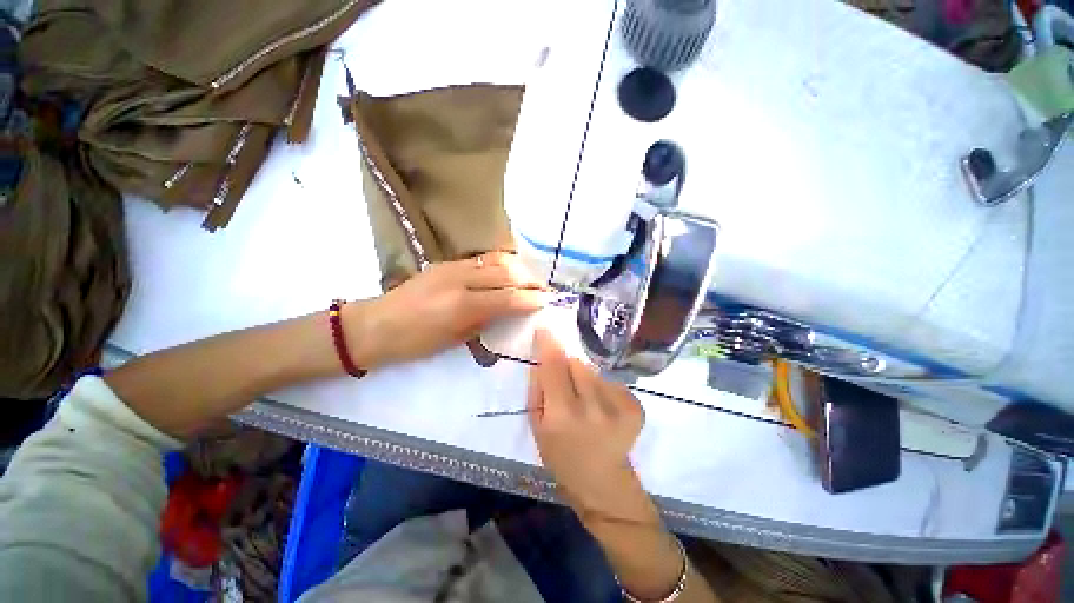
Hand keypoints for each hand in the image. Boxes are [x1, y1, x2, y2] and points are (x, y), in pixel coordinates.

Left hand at [346, 253, 546, 368]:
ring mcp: (452, 266)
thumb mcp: (455, 340)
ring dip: (518, 268)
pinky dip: (501, 264)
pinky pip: (481, 259)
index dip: (530, 299)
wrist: (376, 325)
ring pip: (496, 259)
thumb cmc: (415, 343)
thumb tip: (508, 310)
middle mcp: (460, 279)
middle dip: (530, 280)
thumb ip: (485, 321)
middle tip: (542, 289)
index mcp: (462, 305)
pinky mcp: (446, 262)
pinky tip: (506, 273)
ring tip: (528, 279)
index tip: (545, 301)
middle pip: (507, 272)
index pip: (507, 297)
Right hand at [528, 329, 655, 526]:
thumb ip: (537, 390)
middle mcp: (593, 407)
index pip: (554, 366)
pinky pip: (611, 382)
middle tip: (566, 385)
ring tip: (586, 401)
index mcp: (563, 415)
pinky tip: (603, 409)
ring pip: (594, 371)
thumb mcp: (537, 428)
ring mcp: (619, 407)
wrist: (604, 484)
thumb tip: (542, 359)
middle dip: (567, 366)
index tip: (545, 329)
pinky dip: (603, 389)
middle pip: (577, 363)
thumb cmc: (562, 458)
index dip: (549, 345)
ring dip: (586, 379)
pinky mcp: (635, 407)